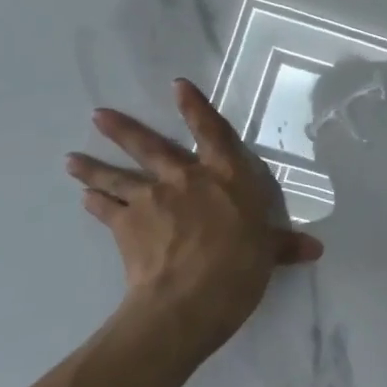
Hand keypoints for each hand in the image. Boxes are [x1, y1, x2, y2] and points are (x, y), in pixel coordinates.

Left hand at [67, 80, 323, 363]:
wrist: (189, 299)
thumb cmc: (240, 267)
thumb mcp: (268, 253)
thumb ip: (285, 245)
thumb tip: (315, 250)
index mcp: (226, 176)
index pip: (212, 132)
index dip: (195, 108)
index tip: (178, 86)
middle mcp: (185, 178)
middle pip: (150, 147)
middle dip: (124, 130)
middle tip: (98, 115)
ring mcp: (151, 199)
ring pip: (117, 176)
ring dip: (94, 167)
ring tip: (72, 159)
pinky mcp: (125, 226)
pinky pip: (106, 210)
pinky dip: (95, 203)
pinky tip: (85, 198)